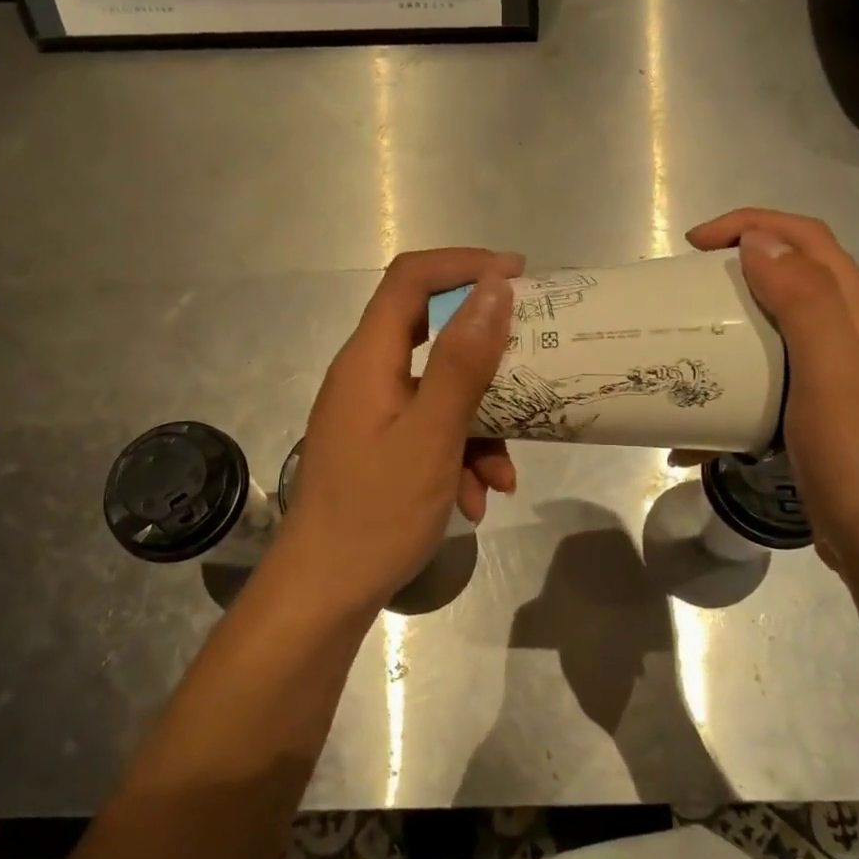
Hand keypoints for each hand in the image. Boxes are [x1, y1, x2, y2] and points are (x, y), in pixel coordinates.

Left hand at [274, 248, 521, 614]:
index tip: (518, 275)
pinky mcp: (381, 448)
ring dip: (480, 425)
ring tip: (502, 475)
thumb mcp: (431, 435)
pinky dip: (460, 456)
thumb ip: (462, 361)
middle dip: (486, 353)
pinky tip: (476, 499)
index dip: (462, 265)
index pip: (410, 280)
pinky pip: (430, 431)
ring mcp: (373, 415)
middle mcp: (367, 377)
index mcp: (368, 360)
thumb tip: (493, 289)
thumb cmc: (376, 512)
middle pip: (430, 333)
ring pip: (439, 393)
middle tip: (532, 356)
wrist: (325, 593)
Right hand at [686, 209, 858, 566]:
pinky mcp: (818, 422)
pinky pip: (768, 388)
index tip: (695, 245)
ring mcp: (836, 383)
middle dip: (737, 271)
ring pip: (776, 334)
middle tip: (686, 292)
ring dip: (731, 330)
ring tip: (686, 348)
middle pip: (793, 280)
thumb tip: (760, 240)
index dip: (752, 225)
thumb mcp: (832, 369)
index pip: (808, 241)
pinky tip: (700, 427)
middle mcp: (851, 340)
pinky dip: (733, 392)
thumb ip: (803, 299)